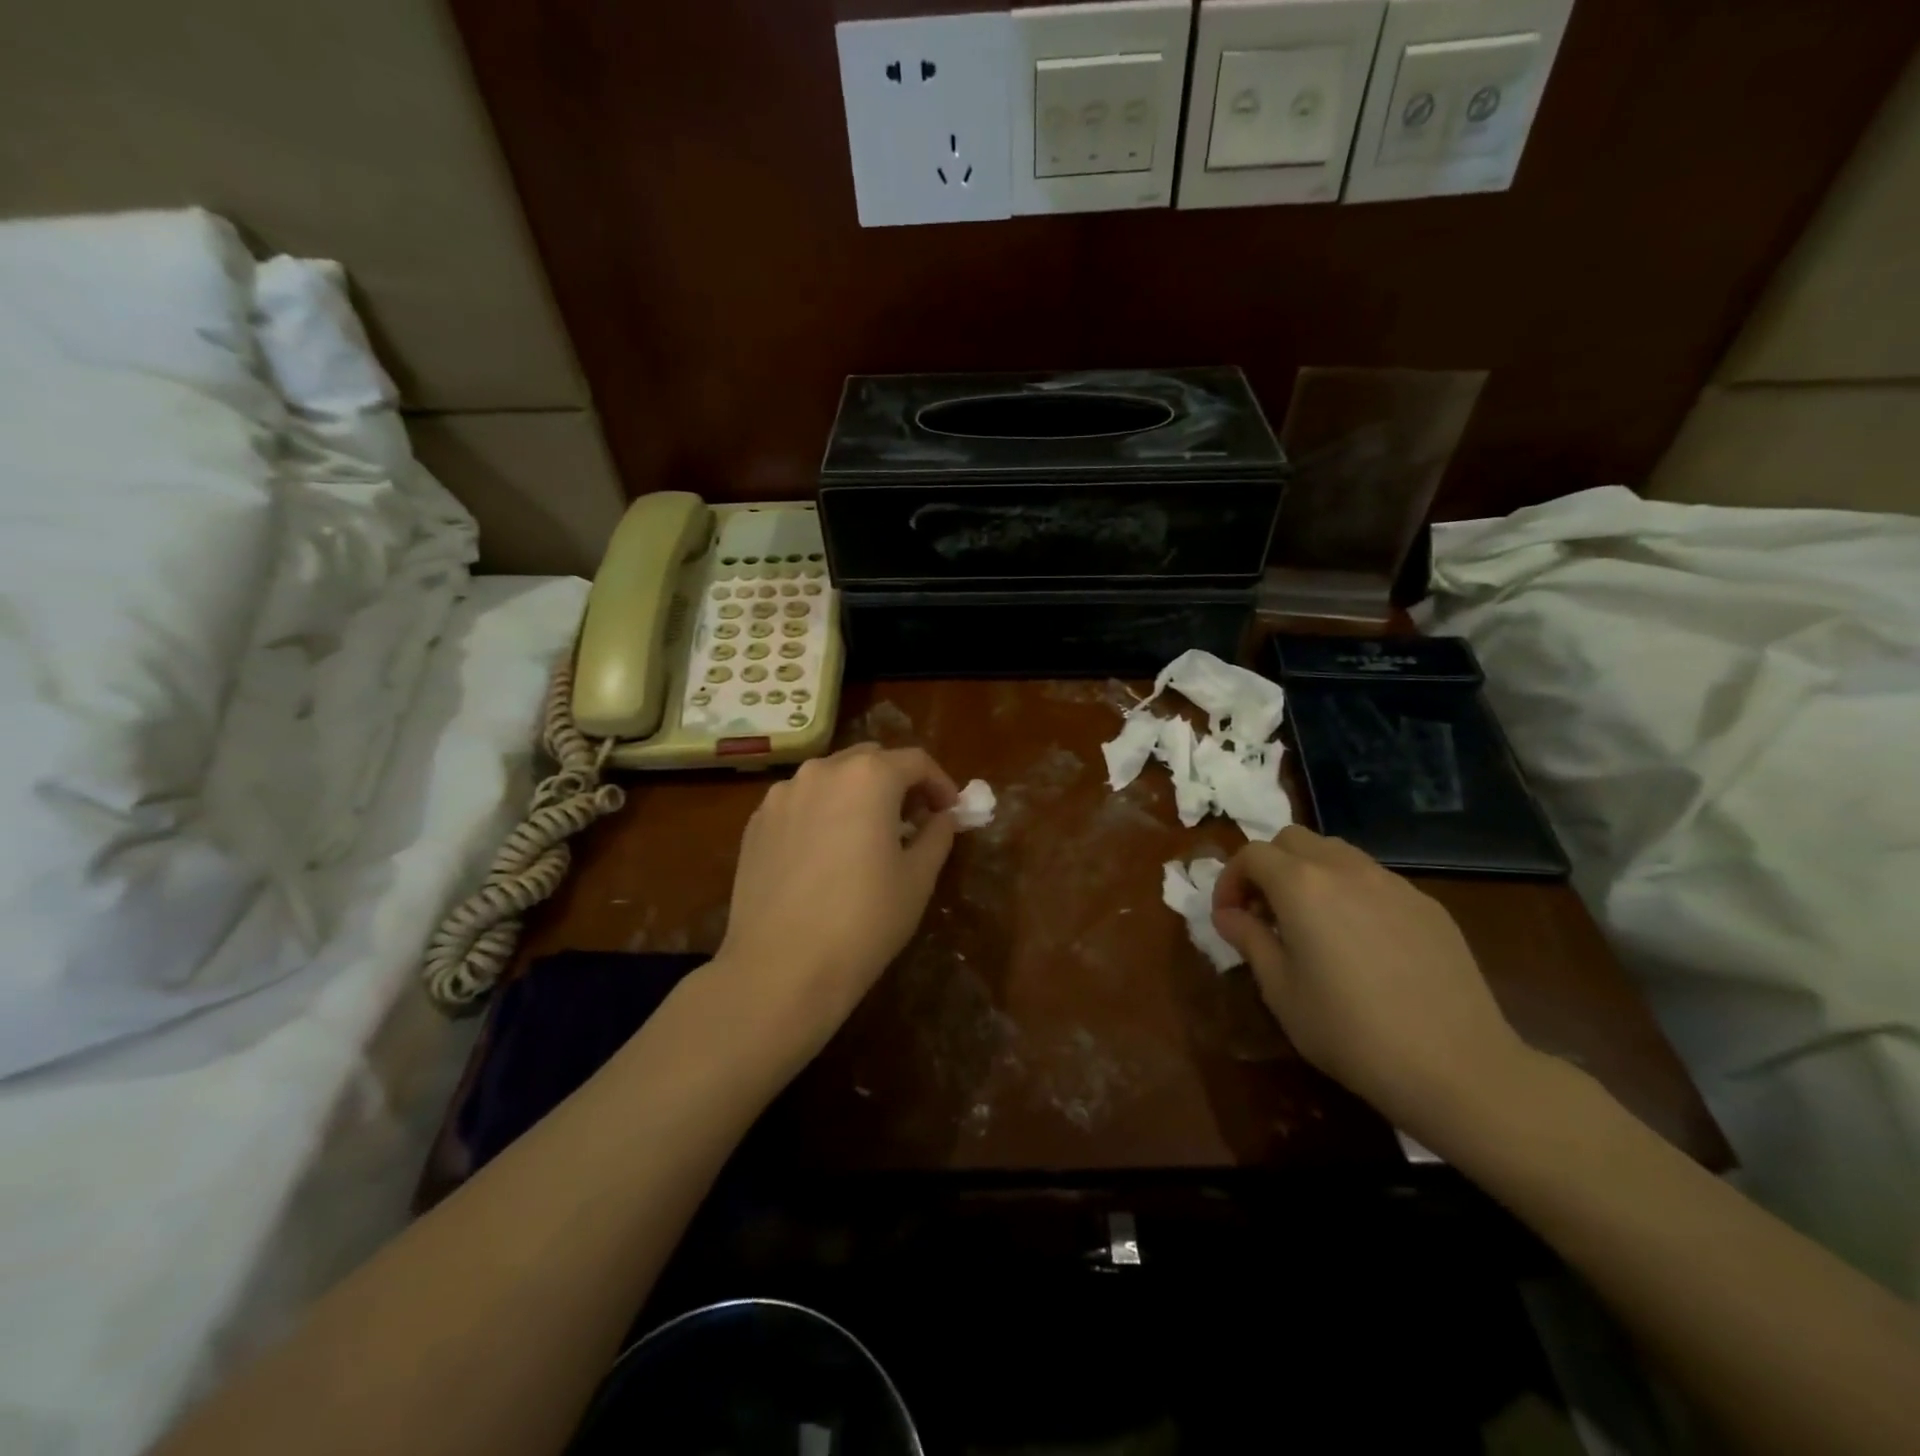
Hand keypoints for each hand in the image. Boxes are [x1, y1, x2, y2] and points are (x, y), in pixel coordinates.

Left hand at [710, 743, 958, 1057]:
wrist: (781, 968)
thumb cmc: (864, 921)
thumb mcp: (917, 878)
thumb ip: (937, 835)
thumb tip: (943, 817)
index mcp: (868, 777)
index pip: (915, 761)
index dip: (940, 784)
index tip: (950, 812)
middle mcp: (821, 771)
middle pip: (870, 760)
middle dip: (897, 782)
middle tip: (913, 820)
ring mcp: (782, 795)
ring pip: (831, 778)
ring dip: (857, 794)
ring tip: (867, 835)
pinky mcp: (756, 823)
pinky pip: (800, 803)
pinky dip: (823, 813)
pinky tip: (827, 853)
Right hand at [1211, 825, 1535, 1139]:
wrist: (1457, 1067)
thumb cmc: (1350, 1031)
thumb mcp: (1280, 991)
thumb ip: (1249, 940)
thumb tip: (1229, 915)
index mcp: (1301, 885)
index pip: (1252, 855)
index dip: (1230, 880)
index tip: (1229, 918)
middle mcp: (1345, 869)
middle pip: (1293, 840)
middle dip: (1269, 867)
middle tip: (1265, 913)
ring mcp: (1392, 883)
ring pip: (1336, 853)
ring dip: (1310, 874)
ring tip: (1311, 923)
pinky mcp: (1427, 905)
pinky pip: (1375, 880)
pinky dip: (1351, 893)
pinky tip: (1361, 943)